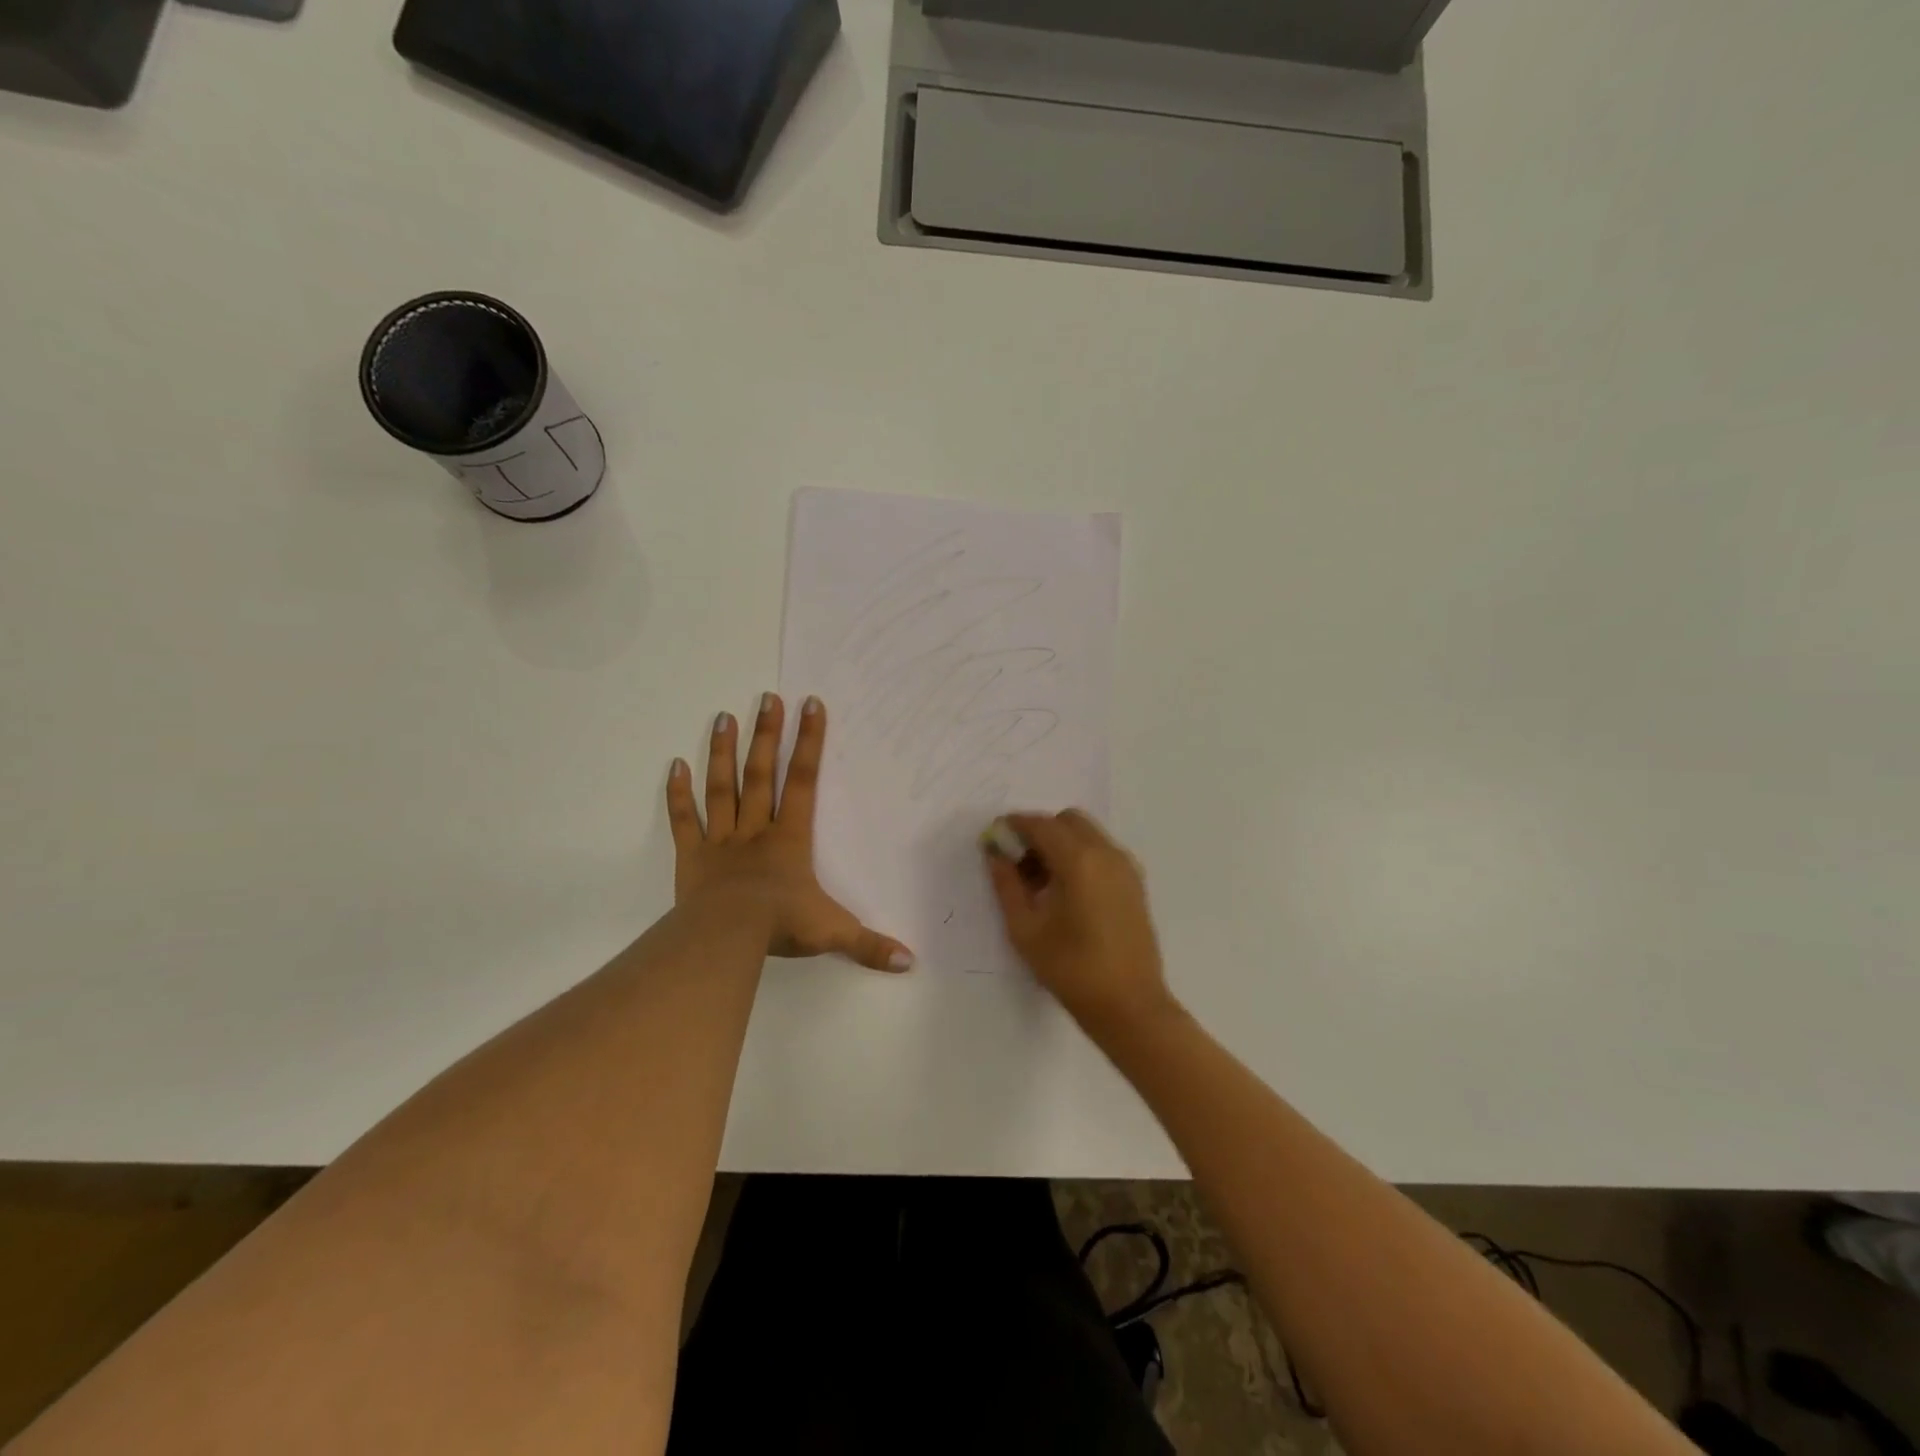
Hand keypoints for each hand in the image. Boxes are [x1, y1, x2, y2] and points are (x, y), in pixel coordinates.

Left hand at [667, 694, 913, 972]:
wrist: (727, 938)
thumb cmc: (781, 926)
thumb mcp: (833, 933)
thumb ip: (870, 944)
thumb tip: (911, 962)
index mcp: (790, 838)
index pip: (803, 781)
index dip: (808, 742)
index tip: (810, 705)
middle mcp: (756, 830)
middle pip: (761, 774)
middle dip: (765, 734)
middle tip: (766, 697)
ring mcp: (721, 840)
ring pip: (722, 788)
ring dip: (723, 752)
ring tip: (723, 716)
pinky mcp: (692, 856)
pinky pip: (684, 820)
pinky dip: (678, 794)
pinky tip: (675, 765)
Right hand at [984, 810, 1177, 1036]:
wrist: (1129, 1006)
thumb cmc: (1071, 969)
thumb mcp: (1025, 928)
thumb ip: (1006, 884)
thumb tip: (995, 853)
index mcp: (1079, 860)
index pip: (1041, 824)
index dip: (1014, 825)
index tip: (995, 837)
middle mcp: (1106, 853)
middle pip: (1067, 820)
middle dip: (1040, 831)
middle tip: (1018, 861)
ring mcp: (1126, 866)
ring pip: (1087, 833)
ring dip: (1060, 842)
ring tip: (1039, 880)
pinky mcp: (1135, 882)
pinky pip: (1101, 851)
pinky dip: (1080, 855)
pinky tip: (1065, 890)